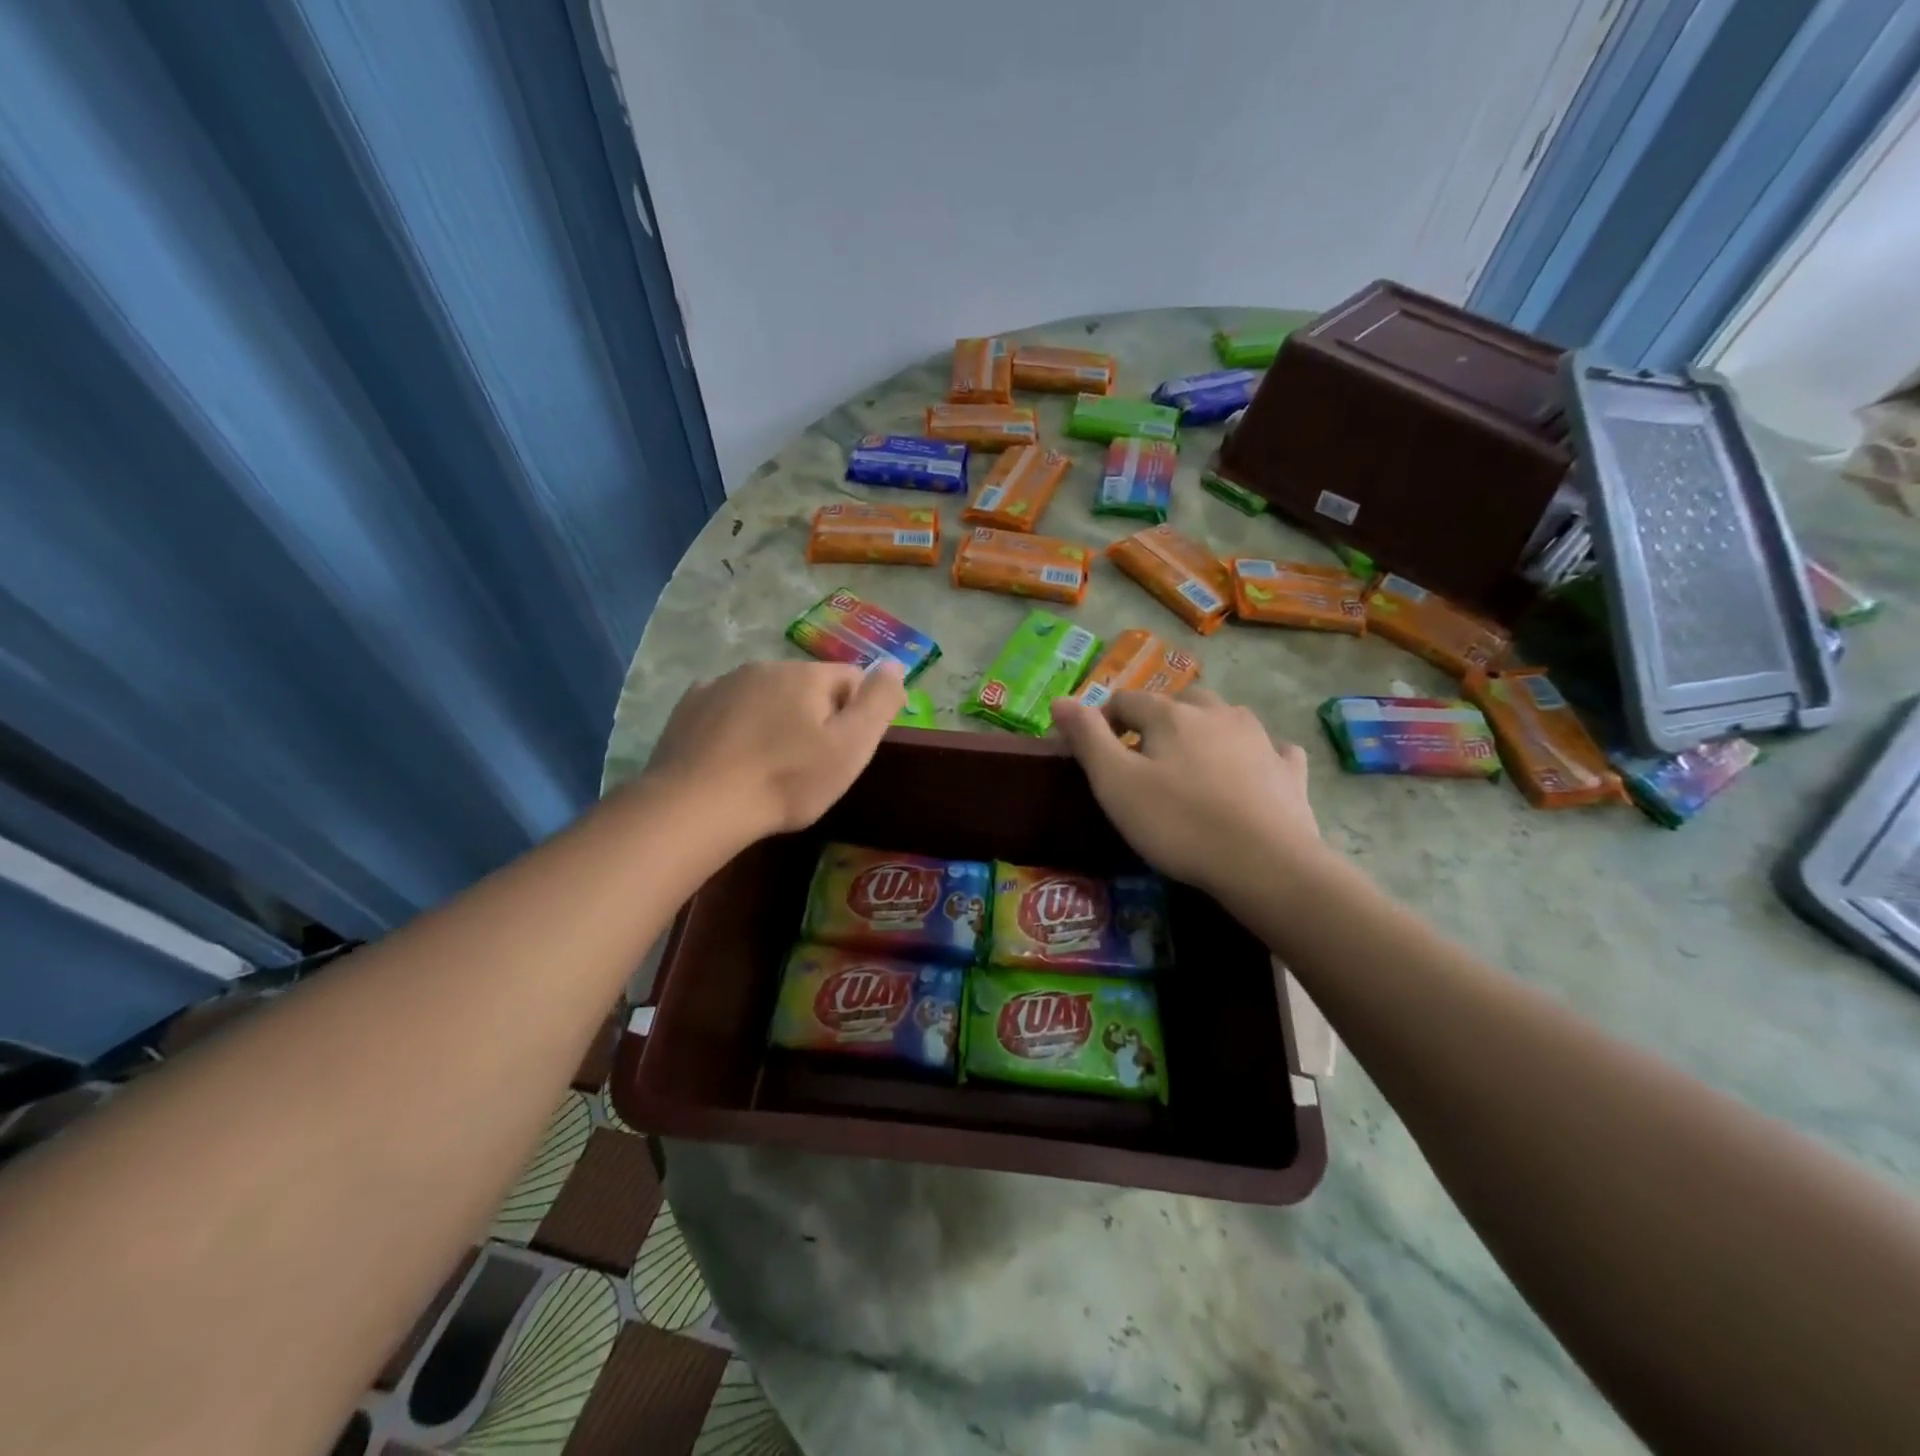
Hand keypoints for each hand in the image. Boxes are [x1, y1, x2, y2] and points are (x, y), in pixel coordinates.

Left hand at [645, 660, 905, 838]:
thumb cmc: (786, 781)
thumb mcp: (850, 747)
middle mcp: (764, 666)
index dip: (857, 713)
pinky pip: (728, 707)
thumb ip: (879, 702)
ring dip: (776, 719)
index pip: (851, 679)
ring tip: (769, 766)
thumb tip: (895, 663)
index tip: (845, 751)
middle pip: (807, 686)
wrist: (697, 805)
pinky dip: (738, 725)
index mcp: (806, 675)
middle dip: (815, 715)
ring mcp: (722, 683)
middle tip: (809, 765)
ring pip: (766, 695)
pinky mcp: (689, 706)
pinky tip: (733, 758)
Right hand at [1050, 687, 1322, 895]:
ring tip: (1192, 766)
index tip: (1096, 755)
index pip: (1125, 701)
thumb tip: (1060, 700)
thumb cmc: (1178, 824)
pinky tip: (1251, 772)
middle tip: (1144, 761)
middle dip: (1156, 722)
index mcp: (1171, 715)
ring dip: (1204, 731)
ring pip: (1224, 718)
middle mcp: (1217, 713)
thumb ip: (1087, 738)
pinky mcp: (1288, 770)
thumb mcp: (1115, 783)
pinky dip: (1254, 753)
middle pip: (1178, 703)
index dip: (1104, 721)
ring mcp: (1259, 738)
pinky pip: (1269, 748)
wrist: (1264, 864)